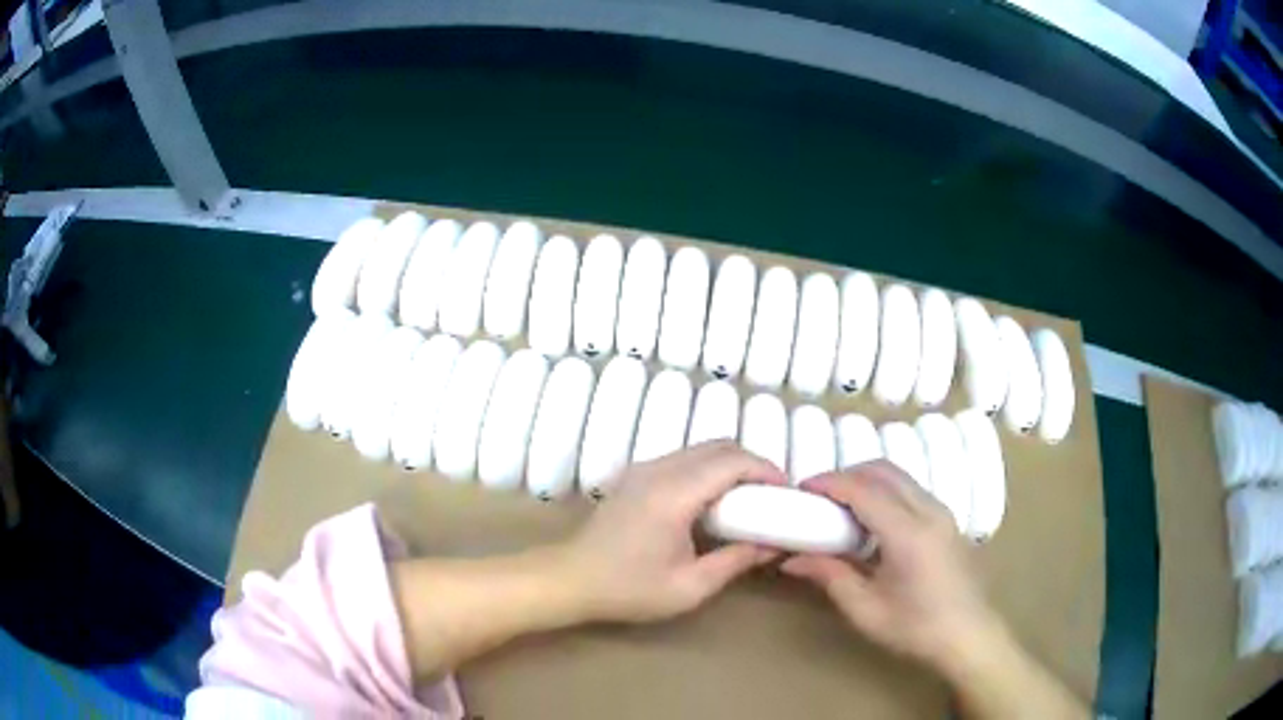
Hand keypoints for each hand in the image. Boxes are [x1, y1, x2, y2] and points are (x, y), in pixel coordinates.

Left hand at [561, 441, 786, 623]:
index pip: (732, 462)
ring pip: (700, 449)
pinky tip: (714, 500)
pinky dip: (708, 469)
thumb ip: (736, 561)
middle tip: (772, 495)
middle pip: (718, 446)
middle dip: (752, 464)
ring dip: (730, 465)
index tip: (787, 492)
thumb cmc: (629, 589)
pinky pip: (683, 458)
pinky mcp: (635, 475)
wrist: (571, 579)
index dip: (766, 470)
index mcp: (674, 494)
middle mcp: (659, 469)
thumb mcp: (690, 586)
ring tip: (749, 498)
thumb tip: (773, 544)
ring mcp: (643, 468)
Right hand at [781, 461, 1004, 673]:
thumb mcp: (865, 609)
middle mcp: (929, 511)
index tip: (803, 487)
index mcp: (908, 534)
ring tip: (841, 505)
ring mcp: (943, 511)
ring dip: (867, 479)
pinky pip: (911, 488)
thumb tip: (792, 559)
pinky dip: (885, 489)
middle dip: (847, 474)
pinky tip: (872, 518)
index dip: (831, 482)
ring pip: (900, 476)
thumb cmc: (915, 627)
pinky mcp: (948, 518)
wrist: (968, 634)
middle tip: (819, 495)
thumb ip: (830, 576)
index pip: (865, 490)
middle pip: (884, 471)